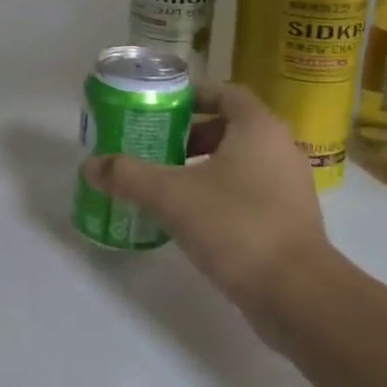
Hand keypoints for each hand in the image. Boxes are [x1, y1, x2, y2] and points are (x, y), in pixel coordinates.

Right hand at [81, 83, 330, 318]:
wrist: (296, 295)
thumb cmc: (235, 226)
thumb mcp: (170, 196)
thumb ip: (128, 176)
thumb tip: (90, 165)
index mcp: (258, 128)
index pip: (224, 92)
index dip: (190, 96)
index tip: (158, 109)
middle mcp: (279, 149)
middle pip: (229, 127)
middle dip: (189, 136)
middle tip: (154, 148)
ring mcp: (289, 186)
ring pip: (238, 162)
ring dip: (201, 167)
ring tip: (164, 184)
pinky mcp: (288, 220)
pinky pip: (248, 192)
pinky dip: (218, 194)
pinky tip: (189, 218)